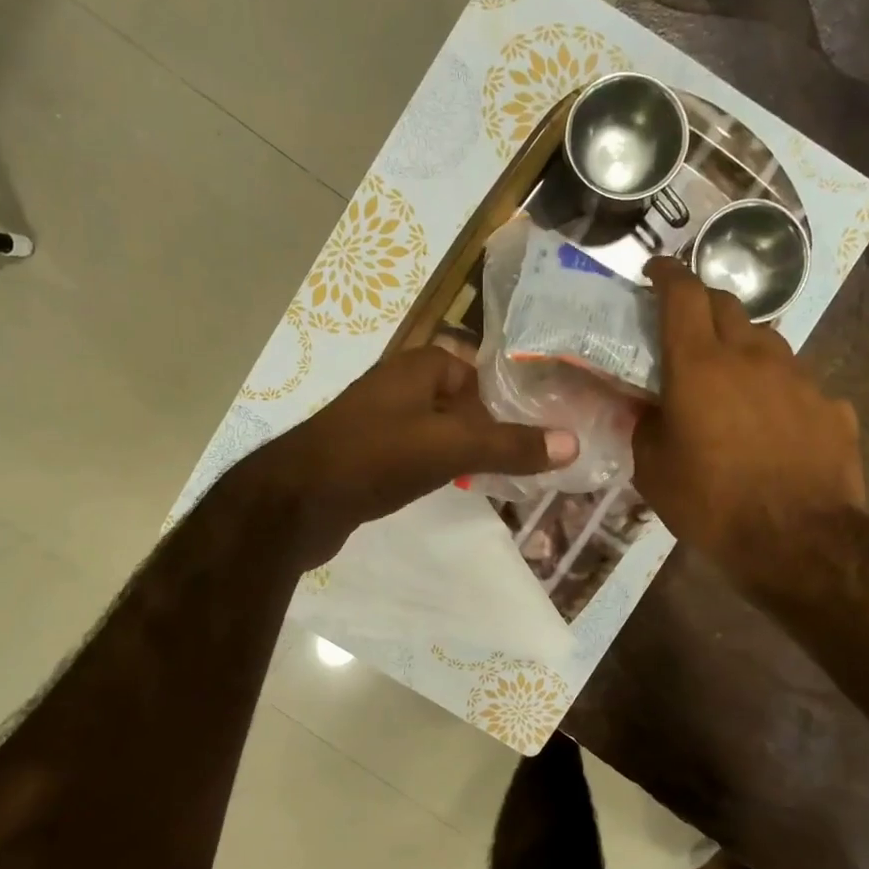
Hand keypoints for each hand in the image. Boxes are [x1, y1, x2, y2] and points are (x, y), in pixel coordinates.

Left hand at [242, 345, 577, 568]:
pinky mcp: (369, 455)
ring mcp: (380, 422)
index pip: (478, 369)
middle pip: (463, 401)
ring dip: (469, 450)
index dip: (509, 396)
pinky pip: (419, 454)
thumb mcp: (452, 447)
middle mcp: (398, 386)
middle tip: (531, 456)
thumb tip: (572, 442)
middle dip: (494, 427)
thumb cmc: (376, 457)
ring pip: (441, 430)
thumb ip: (511, 445)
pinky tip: (457, 487)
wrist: (296, 502)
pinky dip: (441, 467)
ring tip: (505, 475)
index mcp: (418, 366)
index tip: (541, 425)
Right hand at [632, 258, 864, 581]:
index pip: (683, 294)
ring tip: (732, 381)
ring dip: (742, 348)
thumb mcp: (654, 471)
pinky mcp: (832, 406)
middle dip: (703, 305)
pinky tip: (774, 426)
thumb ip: (646, 428)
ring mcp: (799, 378)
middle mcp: (752, 357)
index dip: (667, 274)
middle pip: (727, 305)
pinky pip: (798, 385)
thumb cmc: (712, 504)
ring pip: (766, 341)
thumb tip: (649, 410)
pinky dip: (777, 392)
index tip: (655, 270)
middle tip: (687, 328)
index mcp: (699, 366)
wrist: (799, 542)